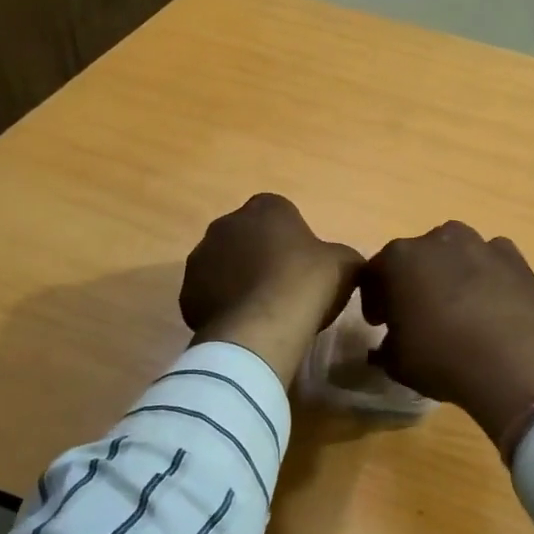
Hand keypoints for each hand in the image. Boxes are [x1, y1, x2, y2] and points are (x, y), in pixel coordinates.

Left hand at [181, 194, 362, 385]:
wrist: (263, 326)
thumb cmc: (307, 283)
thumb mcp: (346, 264)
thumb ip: (342, 255)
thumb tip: (341, 263)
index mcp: (266, 207)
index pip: (280, 213)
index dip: (293, 238)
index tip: (305, 265)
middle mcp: (227, 223)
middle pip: (248, 237)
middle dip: (261, 256)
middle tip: (284, 286)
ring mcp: (201, 257)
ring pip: (225, 265)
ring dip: (239, 280)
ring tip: (263, 310)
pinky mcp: (187, 292)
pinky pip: (210, 295)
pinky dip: (224, 305)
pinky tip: (244, 324)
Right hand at [359, 222, 533, 443]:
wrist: (511, 364)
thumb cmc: (441, 359)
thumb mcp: (395, 362)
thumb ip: (384, 347)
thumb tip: (387, 345)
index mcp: (399, 258)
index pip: (376, 273)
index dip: (376, 299)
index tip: (380, 322)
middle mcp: (438, 239)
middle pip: (418, 257)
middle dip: (414, 281)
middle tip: (419, 314)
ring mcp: (479, 244)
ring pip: (456, 253)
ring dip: (451, 273)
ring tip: (459, 307)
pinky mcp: (513, 256)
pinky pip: (491, 260)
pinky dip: (487, 275)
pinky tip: (491, 303)